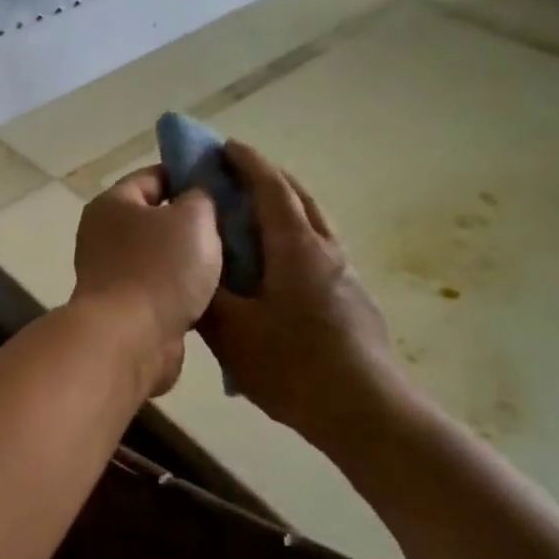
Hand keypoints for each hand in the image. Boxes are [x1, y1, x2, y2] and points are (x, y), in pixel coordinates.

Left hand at [71, 166, 222, 396]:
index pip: (155, 176)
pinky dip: (183, 290)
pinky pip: (161, 288)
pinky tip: (215, 293)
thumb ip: (202, 196)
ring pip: (162, 256)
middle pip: (157, 218)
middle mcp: (104, 235)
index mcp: (113, 204)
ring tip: (233, 259)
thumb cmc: (160, 268)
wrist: (130, 339)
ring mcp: (112, 274)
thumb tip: (198, 194)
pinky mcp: (124, 308)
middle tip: (235, 225)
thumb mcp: (194, 218)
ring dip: (191, 260)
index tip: (226, 186)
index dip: (191, 176)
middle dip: (195, 222)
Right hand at [198, 141, 407, 438]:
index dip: (246, 162)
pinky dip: (292, 241)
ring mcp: (346, 275)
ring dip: (283, 209)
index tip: (223, 146)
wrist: (367, 412)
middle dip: (267, 178)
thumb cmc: (293, 365)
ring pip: (312, 226)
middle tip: (234, 176)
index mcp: (296, 247)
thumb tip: (190, 265)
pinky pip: (317, 253)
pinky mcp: (353, 300)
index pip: (270, 188)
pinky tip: (274, 272)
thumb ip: (206, 293)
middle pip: (298, 198)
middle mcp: (326, 250)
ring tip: (251, 220)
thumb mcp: (232, 331)